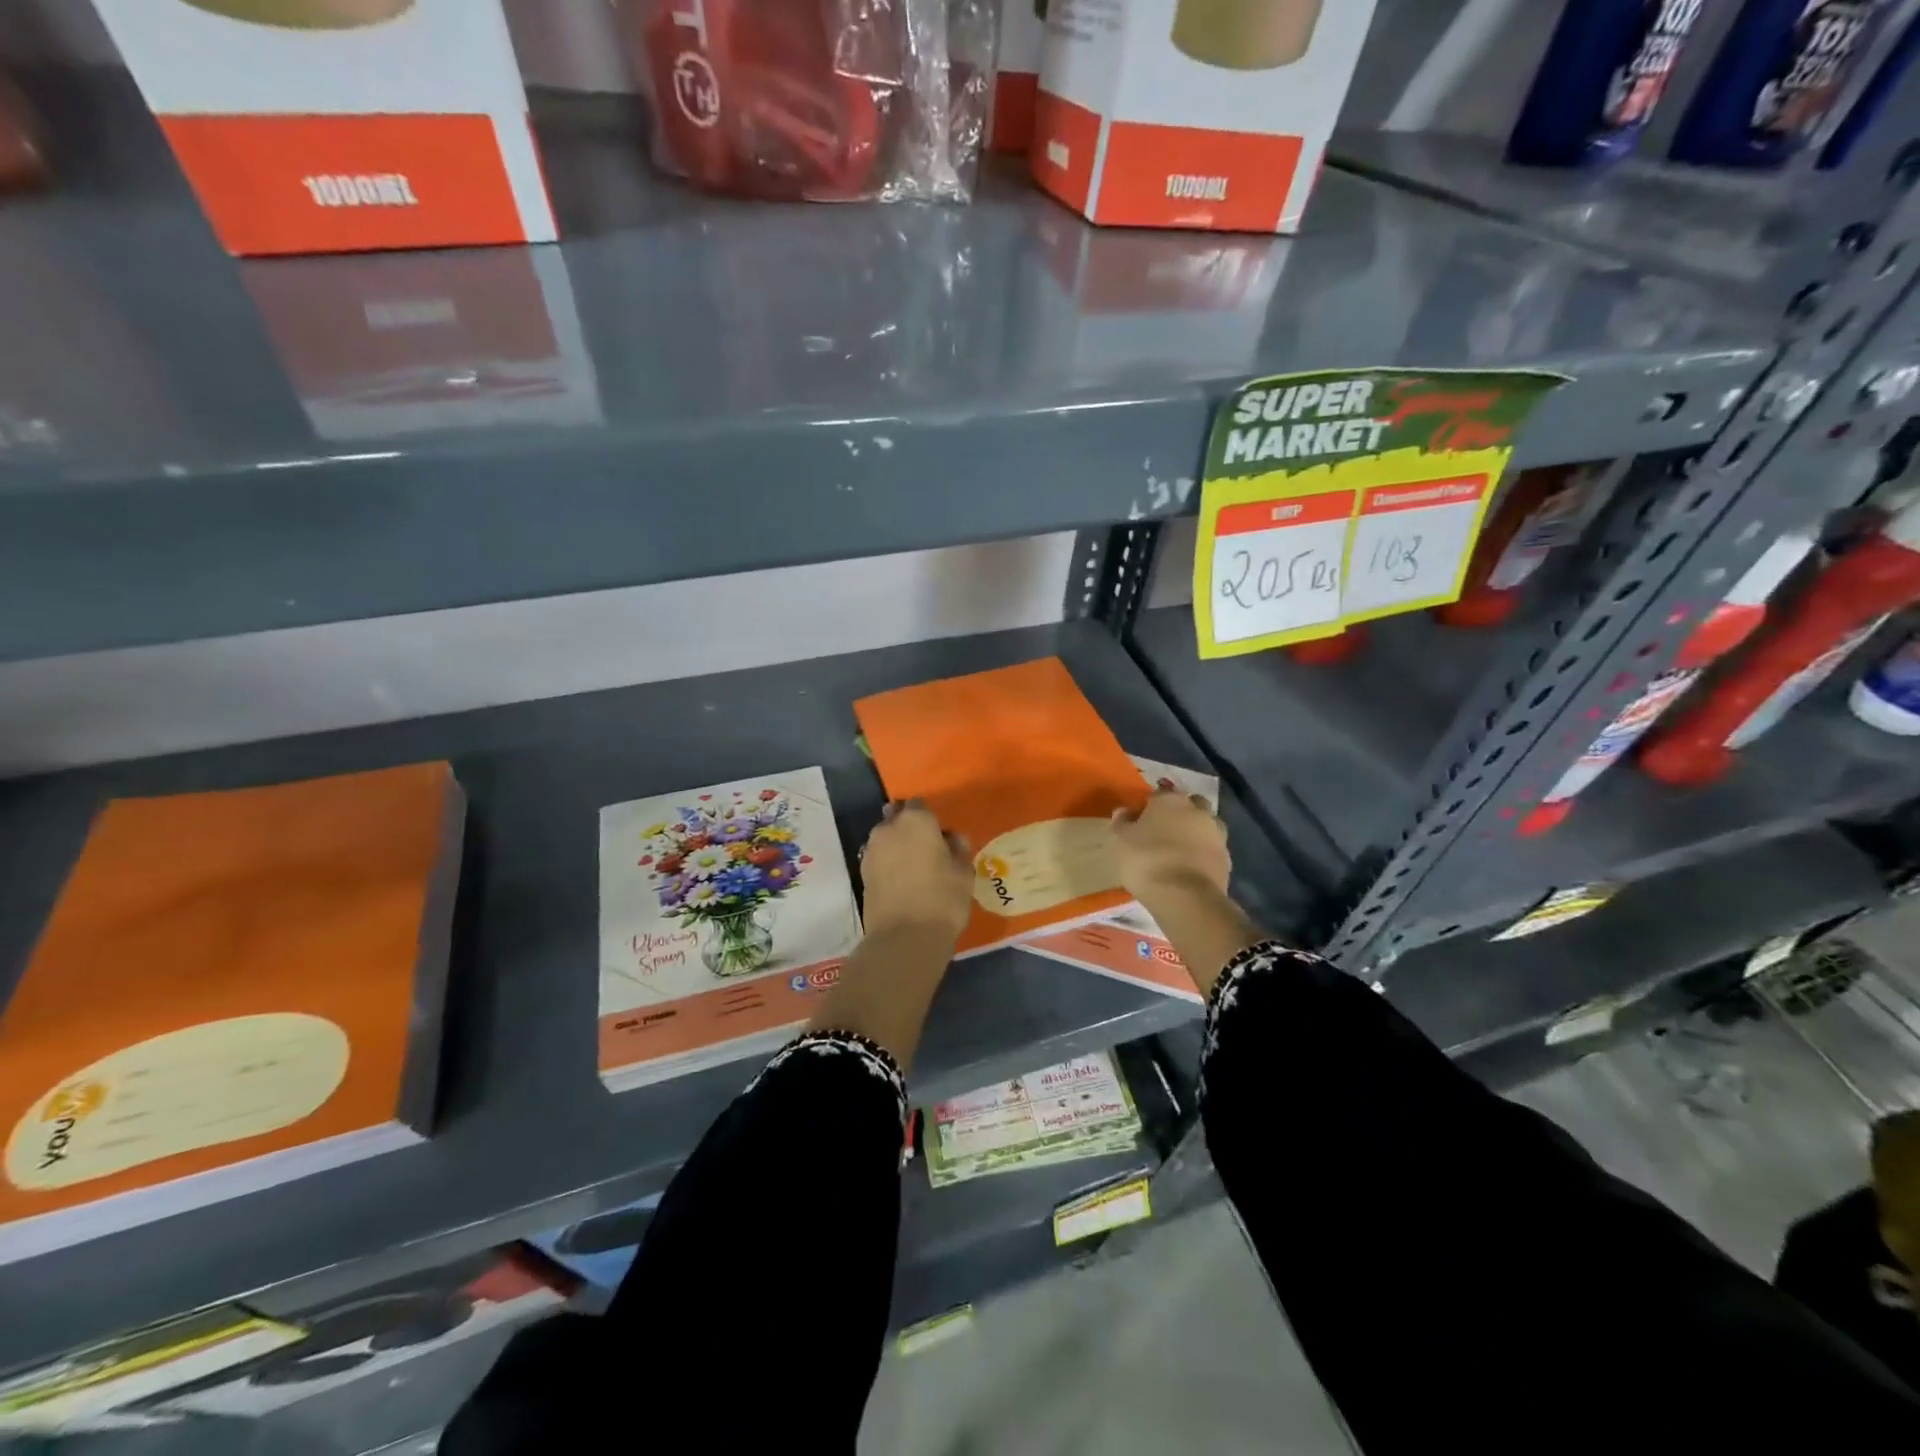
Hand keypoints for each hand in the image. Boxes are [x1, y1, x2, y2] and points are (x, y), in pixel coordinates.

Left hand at [859, 800, 972, 941]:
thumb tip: (951, 838)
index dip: (930, 818)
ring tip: (913, 867)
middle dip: (907, 826)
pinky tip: (901, 880)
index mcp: (916, 820)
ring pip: (885, 838)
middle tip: (925, 848)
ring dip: (896, 845)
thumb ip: (958, 847)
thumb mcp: (964, 871)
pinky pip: (878, 858)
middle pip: (896, 817)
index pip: (920, 804)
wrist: (904, 937)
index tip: (940, 836)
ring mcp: (871, 850)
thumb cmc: (942, 898)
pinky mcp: (862, 873)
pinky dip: (887, 863)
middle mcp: (888, 828)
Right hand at [1110, 790, 1229, 904]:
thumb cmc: (1146, 860)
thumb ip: (1122, 822)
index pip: (1160, 794)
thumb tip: (1124, 811)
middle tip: (1164, 831)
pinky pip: (1212, 850)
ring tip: (1180, 851)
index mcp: (1170, 800)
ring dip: (1196, 833)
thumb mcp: (1121, 840)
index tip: (1140, 820)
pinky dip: (1203, 854)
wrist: (1184, 896)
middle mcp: (1197, 810)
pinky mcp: (1227, 859)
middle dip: (1180, 813)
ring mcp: (1216, 834)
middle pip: (1190, 805)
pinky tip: (1190, 867)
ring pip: (1206, 826)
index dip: (1150, 806)